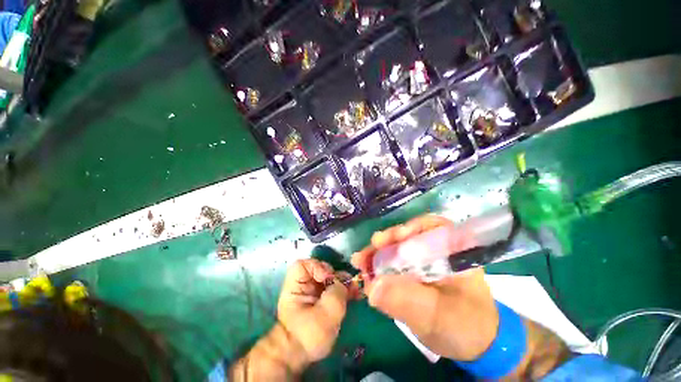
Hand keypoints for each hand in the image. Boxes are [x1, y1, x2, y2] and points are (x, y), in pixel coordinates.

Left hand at [229, 259, 350, 380]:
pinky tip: (354, 294)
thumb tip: (343, 283)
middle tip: (348, 284)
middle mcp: (303, 284)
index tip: (328, 278)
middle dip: (335, 275)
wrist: (300, 357)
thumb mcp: (326, 313)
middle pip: (320, 269)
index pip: (303, 264)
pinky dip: (343, 289)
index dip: (317, 267)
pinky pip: (333, 287)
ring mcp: (312, 291)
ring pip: (329, 278)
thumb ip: (337, 292)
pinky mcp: (320, 299)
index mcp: (296, 285)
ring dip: (342, 282)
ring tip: (355, 290)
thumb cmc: (309, 335)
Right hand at [352, 215, 497, 361]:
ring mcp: (424, 262)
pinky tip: (367, 274)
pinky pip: (394, 265)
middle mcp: (436, 252)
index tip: (394, 238)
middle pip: (408, 237)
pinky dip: (379, 268)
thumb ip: (406, 301)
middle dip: (386, 243)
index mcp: (453, 253)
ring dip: (377, 255)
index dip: (411, 227)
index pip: (433, 226)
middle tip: (367, 253)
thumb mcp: (438, 317)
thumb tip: (372, 288)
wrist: (473, 346)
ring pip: (397, 250)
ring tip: (360, 262)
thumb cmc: (465, 328)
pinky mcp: (414, 274)